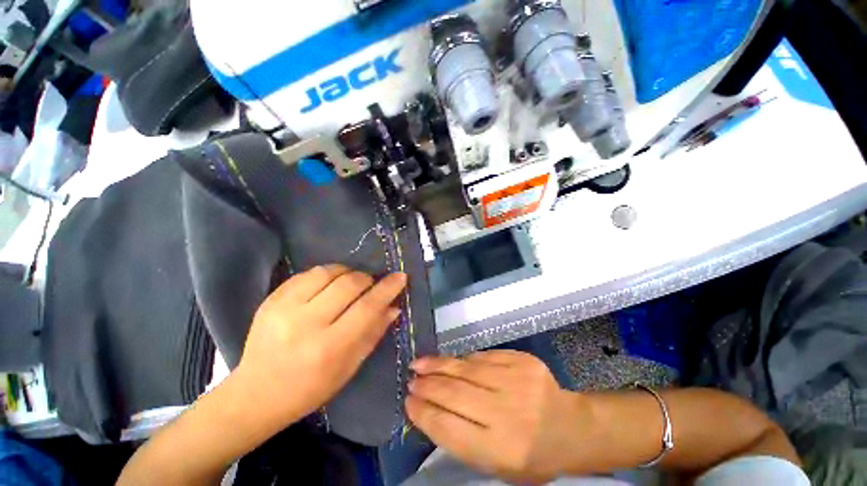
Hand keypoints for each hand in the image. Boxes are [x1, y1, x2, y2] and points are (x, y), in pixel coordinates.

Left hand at [235, 265, 406, 427]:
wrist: (256, 394)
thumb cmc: (309, 388)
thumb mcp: (349, 367)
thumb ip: (374, 333)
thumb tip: (394, 306)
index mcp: (328, 348)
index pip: (367, 307)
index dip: (387, 288)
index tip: (400, 276)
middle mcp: (305, 324)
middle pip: (349, 283)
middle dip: (367, 280)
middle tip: (370, 286)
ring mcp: (284, 308)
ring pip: (328, 272)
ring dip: (347, 273)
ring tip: (350, 284)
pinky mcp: (271, 299)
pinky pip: (308, 273)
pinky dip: (326, 274)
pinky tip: (328, 285)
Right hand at [406, 350, 587, 483]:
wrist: (570, 428)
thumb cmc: (531, 456)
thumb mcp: (496, 464)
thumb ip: (461, 438)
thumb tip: (429, 408)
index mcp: (501, 450)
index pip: (449, 428)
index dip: (423, 412)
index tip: (408, 401)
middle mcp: (508, 413)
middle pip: (454, 393)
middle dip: (426, 385)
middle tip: (411, 379)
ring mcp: (516, 381)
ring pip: (465, 369)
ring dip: (438, 365)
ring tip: (420, 364)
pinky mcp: (522, 360)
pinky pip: (482, 356)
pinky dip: (463, 359)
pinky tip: (451, 362)